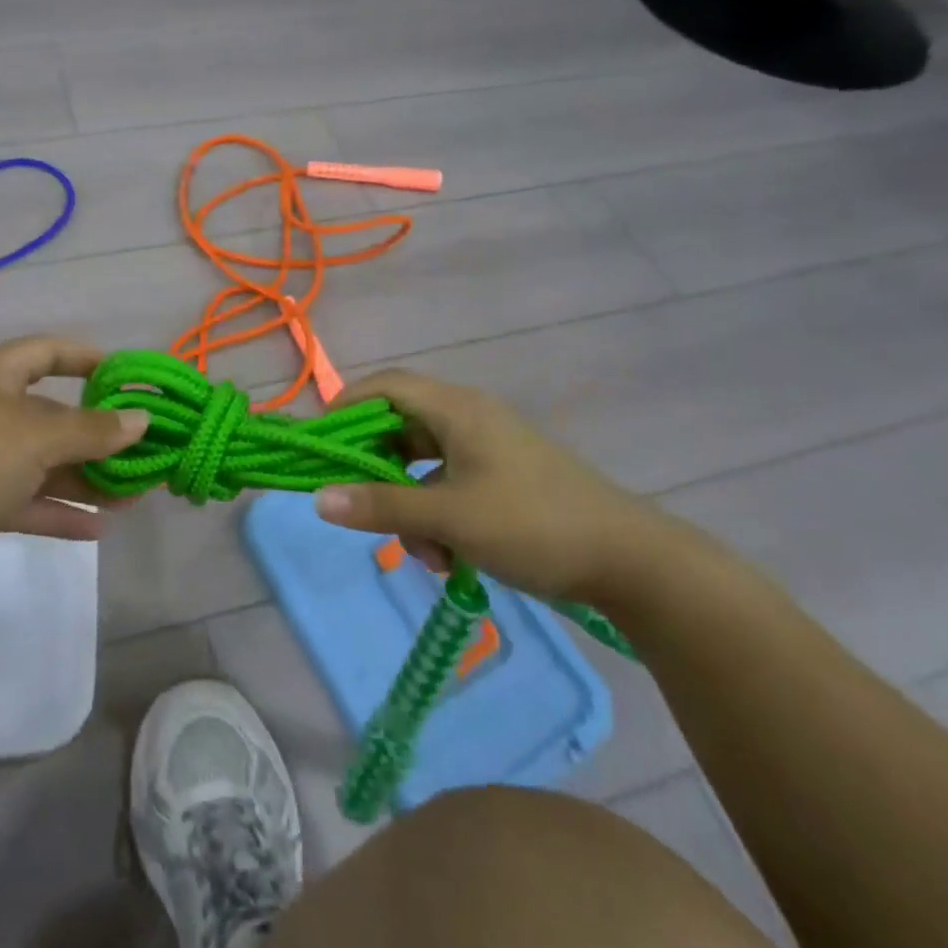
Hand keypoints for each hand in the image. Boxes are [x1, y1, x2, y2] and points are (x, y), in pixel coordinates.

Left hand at [0, 336, 148, 591]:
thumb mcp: (35, 440)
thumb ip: (91, 431)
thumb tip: (140, 419)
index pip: (49, 352)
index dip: (89, 359)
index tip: (128, 379)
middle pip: (54, 415)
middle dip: (99, 436)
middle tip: (144, 454)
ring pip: (43, 462)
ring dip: (85, 478)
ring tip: (133, 497)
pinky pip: (24, 497)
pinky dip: (57, 510)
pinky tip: (96, 528)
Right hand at [313, 369, 664, 601]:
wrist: (630, 561)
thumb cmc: (532, 524)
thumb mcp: (450, 518)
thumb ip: (382, 507)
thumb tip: (317, 498)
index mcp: (458, 409)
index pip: (387, 386)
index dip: (348, 405)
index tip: (322, 443)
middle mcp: (470, 418)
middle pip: (402, 427)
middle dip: (379, 471)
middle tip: (359, 503)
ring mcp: (489, 450)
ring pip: (425, 465)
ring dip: (411, 505)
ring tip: (423, 551)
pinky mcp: (503, 479)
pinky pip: (450, 485)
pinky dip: (439, 516)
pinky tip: (449, 558)